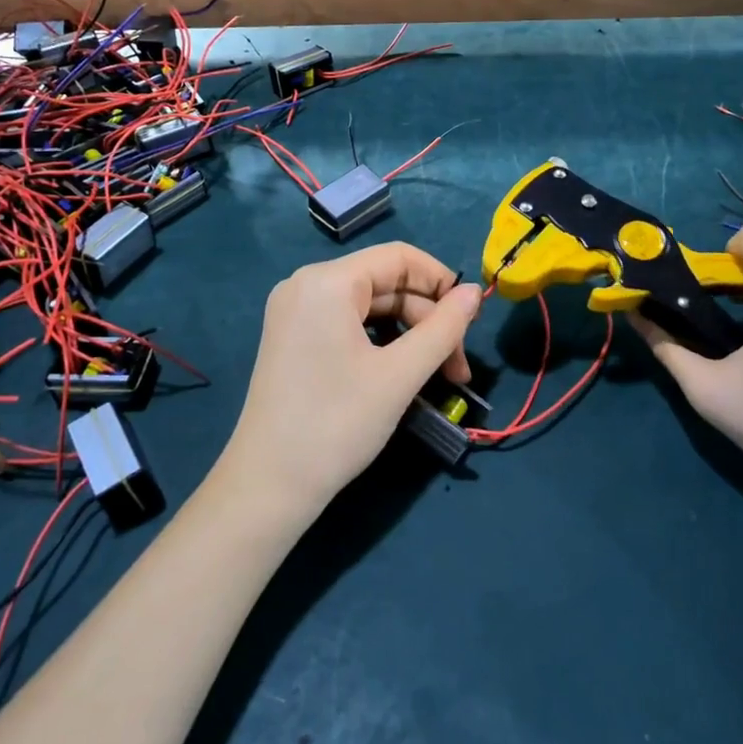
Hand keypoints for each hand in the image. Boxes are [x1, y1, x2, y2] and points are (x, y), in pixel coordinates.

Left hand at [220, 242, 481, 522]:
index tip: (470, 320)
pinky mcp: (293, 337)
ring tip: (437, 377)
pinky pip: (348, 324)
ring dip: (409, 335)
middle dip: (427, 320)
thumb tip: (475, 292)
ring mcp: (295, 311)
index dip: (441, 282)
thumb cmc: (337, 424)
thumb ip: (443, 328)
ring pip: (370, 306)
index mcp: (327, 281)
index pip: (399, 257)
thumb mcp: (400, 375)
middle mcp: (306, 284)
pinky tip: (400, 373)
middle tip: (457, 369)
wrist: (267, 486)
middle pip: (386, 283)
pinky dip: (380, 342)